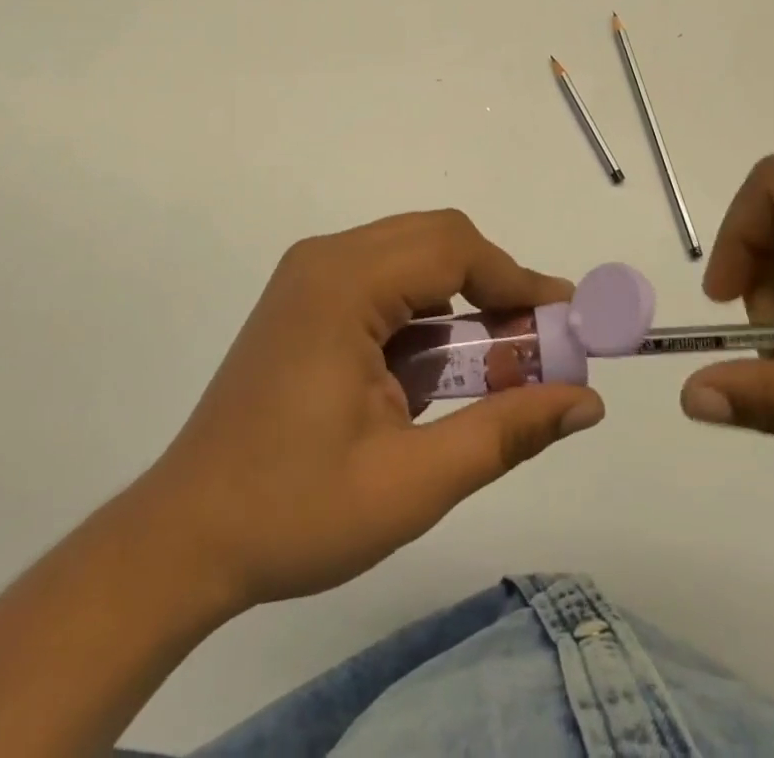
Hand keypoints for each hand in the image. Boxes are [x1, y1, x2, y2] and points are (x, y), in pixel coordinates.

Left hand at [136, 211, 604, 609]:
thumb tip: (587, 402)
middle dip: (494, 282)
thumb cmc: (296, 512)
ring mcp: (307, 275)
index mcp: (343, 285)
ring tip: (494, 360)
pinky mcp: (302, 298)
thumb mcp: (413, 482)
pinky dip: (423, 307)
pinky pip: (382, 276)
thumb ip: (506, 432)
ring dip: (460, 293)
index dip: (517, 279)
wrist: (186, 536)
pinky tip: (433, 364)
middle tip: (534, 343)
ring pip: (410, 253)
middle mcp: (324, 259)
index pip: (453, 248)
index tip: (565, 322)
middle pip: (434, 238)